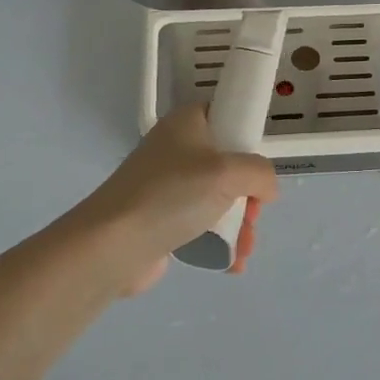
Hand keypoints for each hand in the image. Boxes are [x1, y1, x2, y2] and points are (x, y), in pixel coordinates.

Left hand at [74, 105, 279, 294]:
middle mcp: (177, 148)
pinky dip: (219, 241)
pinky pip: (202, 224)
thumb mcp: (228, 173)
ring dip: (239, 224)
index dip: (248, 141)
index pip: (226, 116)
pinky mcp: (162, 218)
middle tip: (253, 216)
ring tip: (243, 249)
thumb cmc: (172, 195)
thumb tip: (267, 189)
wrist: (113, 244)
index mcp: (188, 122)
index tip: (258, 169)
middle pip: (229, 164)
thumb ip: (260, 173)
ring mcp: (168, 185)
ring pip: (219, 198)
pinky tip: (231, 263)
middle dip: (250, 196)